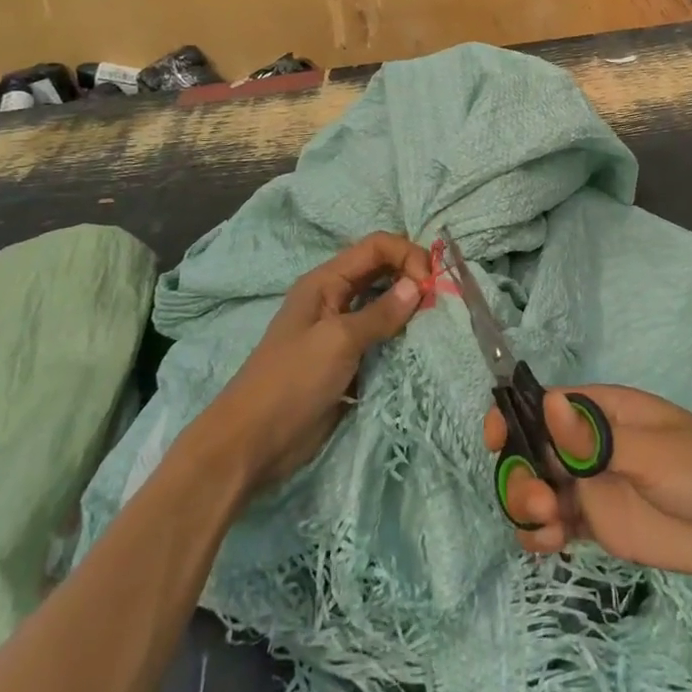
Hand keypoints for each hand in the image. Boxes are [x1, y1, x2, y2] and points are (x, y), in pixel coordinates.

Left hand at [206, 233, 429, 497]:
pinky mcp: (347, 361)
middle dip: (412, 278)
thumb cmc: (291, 382)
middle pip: (382, 271)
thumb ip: (381, 312)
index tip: (431, 283)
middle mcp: (335, 298)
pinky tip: (420, 346)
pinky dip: (402, 337)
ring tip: (435, 323)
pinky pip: (381, 338)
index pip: (376, 247)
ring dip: (409, 309)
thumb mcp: (338, 341)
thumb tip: (419, 285)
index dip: (407, 254)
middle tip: (439, 302)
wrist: (251, 445)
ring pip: (384, 304)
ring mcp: (340, 331)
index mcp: (326, 281)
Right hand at [484, 385, 691, 581]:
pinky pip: (554, 526)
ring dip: (526, 505)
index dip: (514, 416)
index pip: (543, 405)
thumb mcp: (651, 450)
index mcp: (601, 410)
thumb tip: (546, 404)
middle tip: (540, 502)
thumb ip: (596, 439)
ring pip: (536, 488)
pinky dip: (540, 534)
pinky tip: (549, 546)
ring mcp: (592, 485)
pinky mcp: (599, 525)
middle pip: (531, 451)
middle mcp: (588, 444)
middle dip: (519, 471)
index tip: (495, 438)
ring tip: (548, 527)